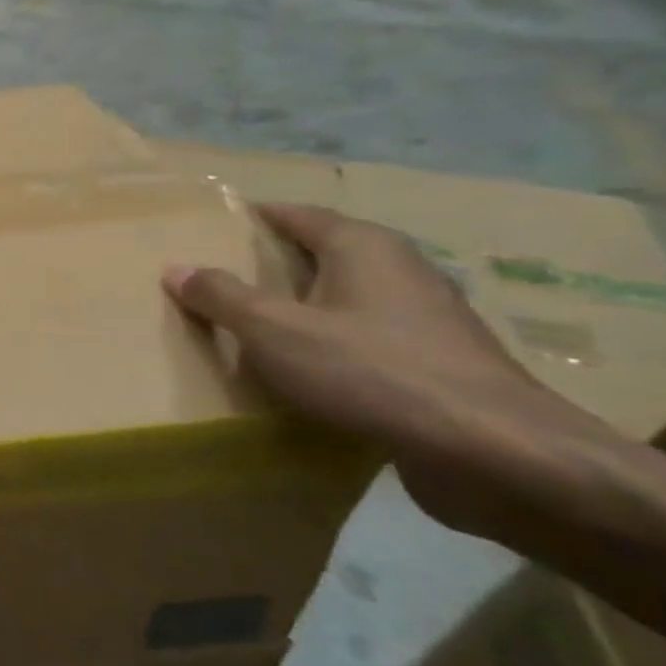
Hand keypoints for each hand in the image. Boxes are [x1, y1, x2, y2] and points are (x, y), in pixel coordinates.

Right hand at [162, 204, 595, 538]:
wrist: (490, 450)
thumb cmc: (370, 370)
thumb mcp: (273, 331)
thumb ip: (221, 297)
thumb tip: (176, 268)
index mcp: (364, 247)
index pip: (299, 215)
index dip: (256, 217)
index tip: (215, 224)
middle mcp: (401, 270)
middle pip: (324, 255)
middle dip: (274, 265)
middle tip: (219, 278)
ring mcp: (426, 319)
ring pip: (346, 300)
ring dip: (303, 309)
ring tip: (251, 327)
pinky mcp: (437, 364)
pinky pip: (366, 340)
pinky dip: (330, 345)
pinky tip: (302, 372)